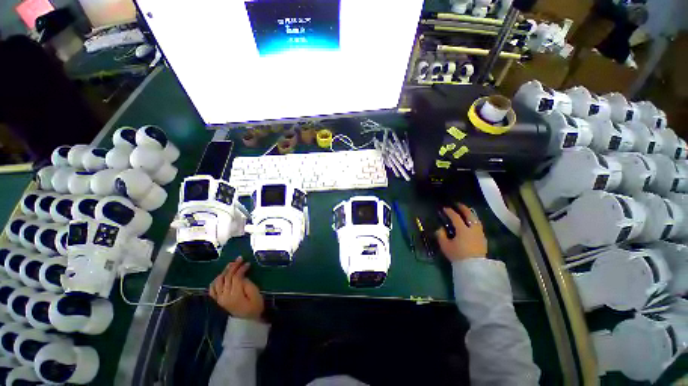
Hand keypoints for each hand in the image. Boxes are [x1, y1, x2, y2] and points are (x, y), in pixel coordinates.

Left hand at [209, 257, 264, 320]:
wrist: (248, 321)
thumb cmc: (255, 306)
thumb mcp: (255, 294)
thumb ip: (247, 283)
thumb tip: (241, 275)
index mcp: (234, 295)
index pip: (236, 277)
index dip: (241, 268)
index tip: (248, 263)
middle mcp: (224, 296)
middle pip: (226, 277)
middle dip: (233, 266)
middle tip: (240, 259)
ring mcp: (219, 299)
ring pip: (218, 281)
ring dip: (224, 271)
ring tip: (231, 264)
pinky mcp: (218, 300)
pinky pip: (212, 289)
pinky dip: (215, 280)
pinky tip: (221, 275)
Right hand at [435, 204, 487, 260]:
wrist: (474, 267)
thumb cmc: (458, 255)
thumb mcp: (445, 246)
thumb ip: (441, 235)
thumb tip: (440, 229)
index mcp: (463, 229)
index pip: (455, 217)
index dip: (449, 211)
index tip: (444, 208)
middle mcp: (473, 229)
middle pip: (469, 215)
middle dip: (463, 208)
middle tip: (457, 204)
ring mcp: (479, 233)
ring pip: (476, 219)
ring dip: (470, 214)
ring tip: (465, 212)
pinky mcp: (483, 238)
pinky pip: (478, 225)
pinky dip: (473, 221)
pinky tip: (471, 223)